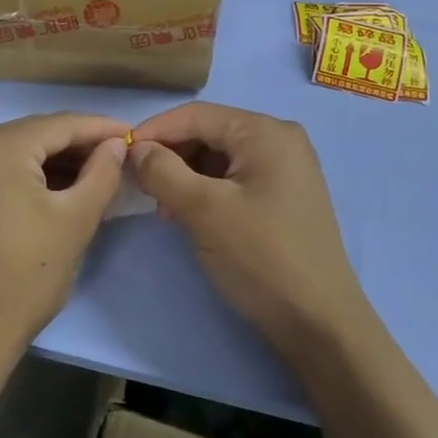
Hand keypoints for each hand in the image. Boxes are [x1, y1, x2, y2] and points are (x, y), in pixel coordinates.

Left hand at [0, 111, 130, 366]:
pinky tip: (54, 185)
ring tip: (94, 172)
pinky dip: (24, 172)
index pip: (60, 124)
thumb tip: (114, 145)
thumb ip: (102, 173)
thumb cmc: (26, 277)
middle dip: (76, 145)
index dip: (100, 128)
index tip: (132, 135)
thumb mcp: (76, 221)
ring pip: (13, 150)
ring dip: (52, 160)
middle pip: (34, 134)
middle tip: (117, 156)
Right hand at [129, 102, 374, 353]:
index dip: (155, 130)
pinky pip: (234, 179)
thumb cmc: (260, 257)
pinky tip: (188, 215)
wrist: (318, 323)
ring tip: (163, 207)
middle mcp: (280, 141)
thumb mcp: (203, 210)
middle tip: (140, 186)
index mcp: (266, 132)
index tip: (119, 155)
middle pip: (209, 133)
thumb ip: (163, 171)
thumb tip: (136, 149)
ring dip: (185, 176)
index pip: (197, 115)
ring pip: (219, 158)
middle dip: (171, 155)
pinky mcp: (284, 197)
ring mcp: (286, 170)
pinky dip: (206, 191)